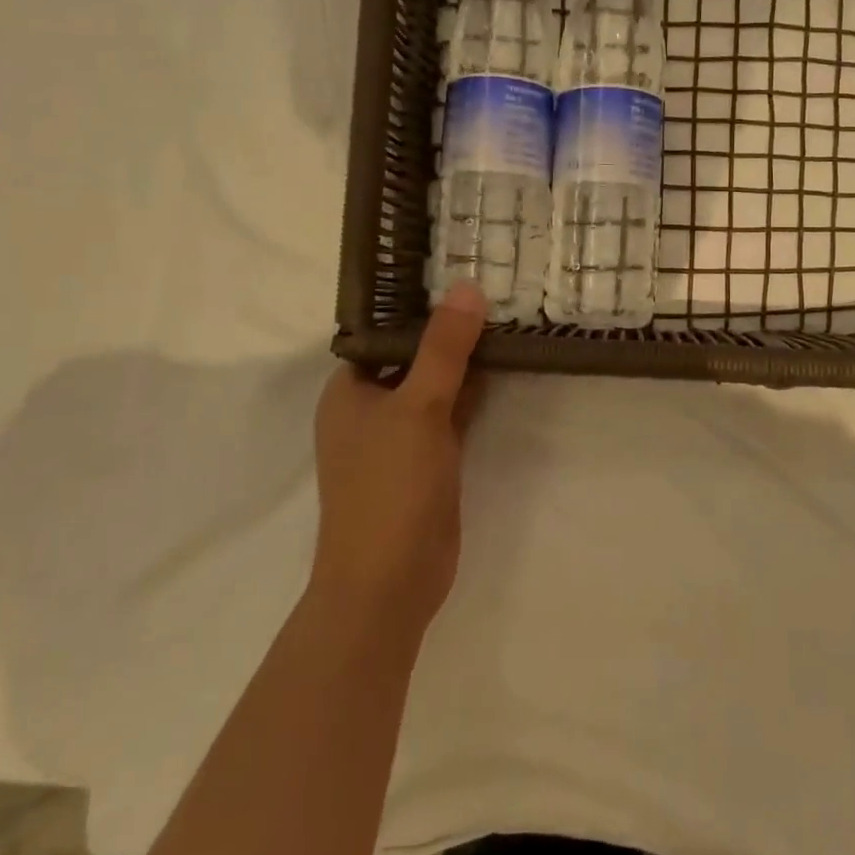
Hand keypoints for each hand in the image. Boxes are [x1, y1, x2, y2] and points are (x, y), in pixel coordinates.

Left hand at [311, 283, 487, 634]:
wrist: (390, 581)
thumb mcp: (418, 407)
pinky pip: (451, 414)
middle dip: (448, 331)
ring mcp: (400, 437)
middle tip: (494, 288)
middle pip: (412, 357)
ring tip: (505, 316)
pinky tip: (504, 370)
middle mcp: (370, 409)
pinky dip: (473, 394)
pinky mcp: (428, 460)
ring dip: (464, 362)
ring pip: (435, 386)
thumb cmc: (389, 485)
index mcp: (349, 390)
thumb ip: (444, 348)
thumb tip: (466, 286)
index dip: (418, 304)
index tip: (459, 272)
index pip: (384, 332)